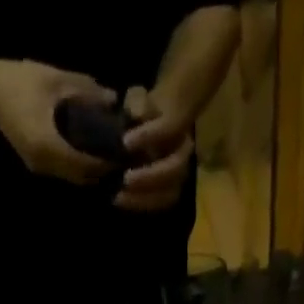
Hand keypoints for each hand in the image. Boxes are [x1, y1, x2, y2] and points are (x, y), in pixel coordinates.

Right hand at [0, 59, 114, 184]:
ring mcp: (39, 166)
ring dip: (89, 169)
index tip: (123, 151)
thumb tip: (114, 98)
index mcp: (48, 144)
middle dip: (100, 169)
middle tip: (119, 154)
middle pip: (80, 177)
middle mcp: (44, 163)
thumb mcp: (55, 79)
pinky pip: (62, 171)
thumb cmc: (20, 80)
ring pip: (72, 177)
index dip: (105, 162)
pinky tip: (88, 150)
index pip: (84, 164)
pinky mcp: (36, 163)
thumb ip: (86, 90)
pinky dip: (77, 165)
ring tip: (107, 152)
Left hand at [117, 86, 193, 211]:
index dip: (149, 136)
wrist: (152, 128)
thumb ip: (137, 102)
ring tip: (120, 196)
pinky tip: (121, 200)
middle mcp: (183, 152)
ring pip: (170, 192)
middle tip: (126, 179)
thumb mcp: (138, 100)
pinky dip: (141, 204)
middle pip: (175, 169)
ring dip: (145, 197)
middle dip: (149, 176)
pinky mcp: (169, 193)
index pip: (169, 129)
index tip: (125, 142)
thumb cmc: (143, 113)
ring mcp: (179, 176)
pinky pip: (159, 204)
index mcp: (178, 125)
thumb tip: (136, 112)